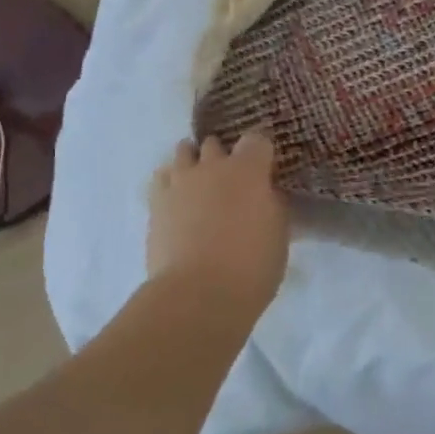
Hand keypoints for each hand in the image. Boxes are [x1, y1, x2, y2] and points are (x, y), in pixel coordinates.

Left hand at [148, 131, 288, 306]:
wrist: (198, 294)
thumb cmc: (251, 266)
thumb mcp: (279, 234)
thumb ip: (272, 204)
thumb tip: (266, 194)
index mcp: (248, 169)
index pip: (257, 139)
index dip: (261, 152)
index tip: (265, 169)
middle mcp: (212, 166)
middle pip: (215, 143)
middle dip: (223, 156)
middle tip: (232, 181)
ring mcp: (180, 181)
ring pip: (183, 152)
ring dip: (194, 163)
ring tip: (200, 185)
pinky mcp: (155, 202)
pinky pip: (162, 178)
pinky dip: (172, 184)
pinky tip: (178, 201)